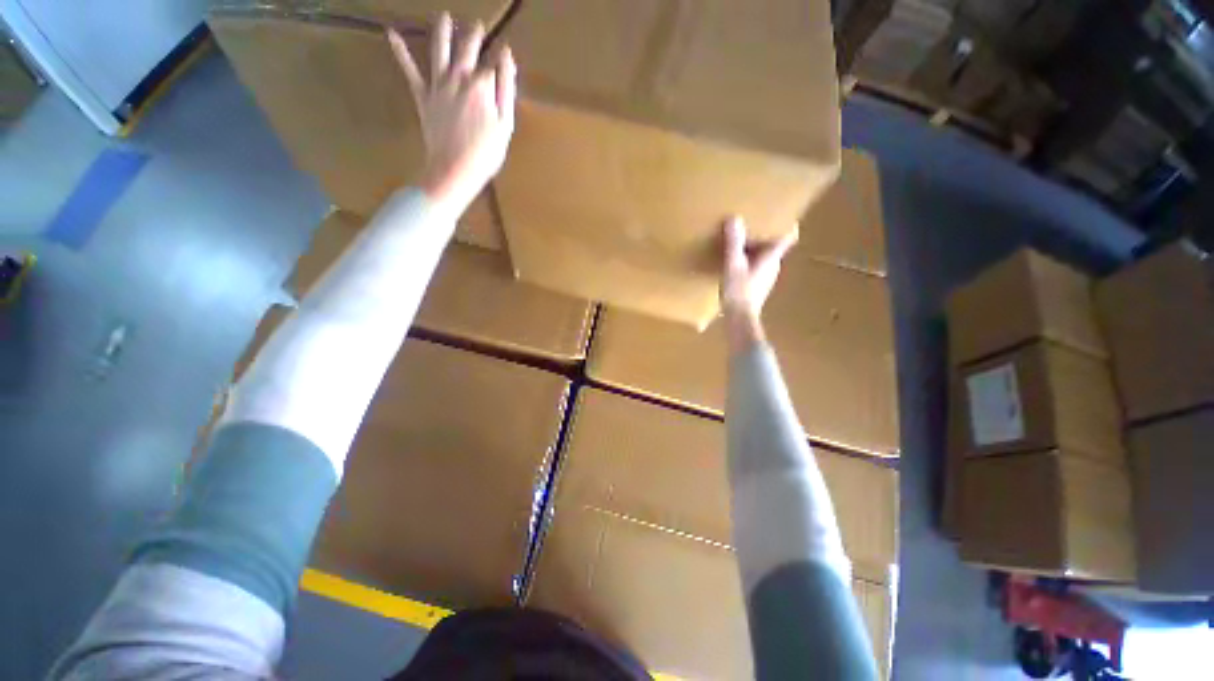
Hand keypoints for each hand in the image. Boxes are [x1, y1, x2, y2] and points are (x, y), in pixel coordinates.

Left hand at [389, 14, 516, 212]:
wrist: (454, 169)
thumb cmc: (486, 152)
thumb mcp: (505, 124)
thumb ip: (506, 88)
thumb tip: (507, 58)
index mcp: (481, 84)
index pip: (493, 61)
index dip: (500, 55)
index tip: (505, 50)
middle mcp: (458, 76)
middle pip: (466, 48)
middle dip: (473, 34)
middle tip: (476, 24)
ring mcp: (437, 84)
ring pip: (438, 49)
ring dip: (442, 30)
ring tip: (444, 16)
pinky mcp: (422, 96)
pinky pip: (409, 70)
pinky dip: (400, 52)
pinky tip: (391, 34)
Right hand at [720, 216, 797, 350]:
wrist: (739, 319)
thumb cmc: (739, 292)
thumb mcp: (733, 265)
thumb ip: (733, 243)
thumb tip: (734, 218)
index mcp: (771, 258)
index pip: (788, 238)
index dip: (788, 225)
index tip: (783, 213)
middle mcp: (773, 266)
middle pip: (774, 246)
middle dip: (765, 234)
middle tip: (752, 223)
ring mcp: (766, 278)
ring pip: (764, 257)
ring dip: (754, 249)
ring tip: (739, 241)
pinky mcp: (757, 287)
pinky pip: (755, 268)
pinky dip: (748, 262)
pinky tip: (734, 264)